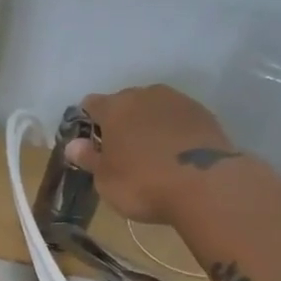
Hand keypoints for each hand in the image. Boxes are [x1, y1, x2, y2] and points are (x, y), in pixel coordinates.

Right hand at [66, 85, 241, 223]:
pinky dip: (173, 132)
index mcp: (115, 107)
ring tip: (150, 153)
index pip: (91, 104)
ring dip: (148, 124)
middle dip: (120, 122)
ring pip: (154, 108)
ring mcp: (179, 101)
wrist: (206, 185)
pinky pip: (179, 119)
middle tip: (120, 152)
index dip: (87, 122)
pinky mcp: (205, 114)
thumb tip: (73, 144)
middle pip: (125, 102)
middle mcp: (146, 94)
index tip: (90, 145)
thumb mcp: (105, 179)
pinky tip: (175, 155)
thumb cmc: (142, 183)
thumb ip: (89, 158)